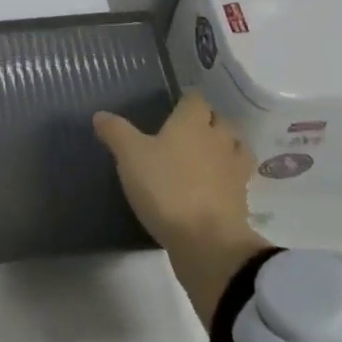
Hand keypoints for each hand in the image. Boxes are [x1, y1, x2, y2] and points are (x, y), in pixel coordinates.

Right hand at [93, 93, 270, 329]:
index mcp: (193, 122)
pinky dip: (228, 178)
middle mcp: (218, 139)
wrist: (207, 242)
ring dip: (225, 147)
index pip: (196, 98)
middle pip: (220, 120)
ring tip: (206, 156)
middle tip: (185, 132)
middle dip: (207, 122)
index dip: (186, 100)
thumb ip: (116, 132)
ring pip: (236, 147)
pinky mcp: (241, 200)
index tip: (173, 107)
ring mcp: (234, 170)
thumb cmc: (166, 188)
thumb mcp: (130, 157)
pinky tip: (212, 186)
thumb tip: (100, 115)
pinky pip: (238, 179)